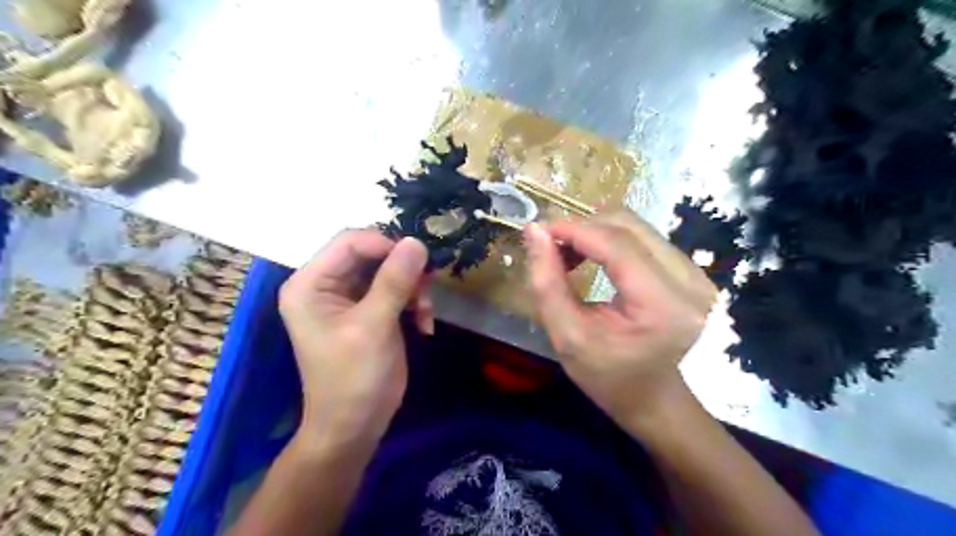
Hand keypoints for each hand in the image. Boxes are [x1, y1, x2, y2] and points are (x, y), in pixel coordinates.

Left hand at [280, 229, 432, 448]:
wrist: (355, 426)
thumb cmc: (354, 378)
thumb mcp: (374, 326)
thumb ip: (394, 281)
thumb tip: (416, 241)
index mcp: (310, 284)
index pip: (349, 242)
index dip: (385, 245)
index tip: (418, 262)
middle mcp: (325, 284)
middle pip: (370, 254)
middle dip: (403, 270)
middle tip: (426, 289)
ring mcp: (348, 298)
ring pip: (388, 270)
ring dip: (412, 287)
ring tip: (425, 312)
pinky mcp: (367, 311)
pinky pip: (395, 290)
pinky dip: (413, 302)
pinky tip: (424, 324)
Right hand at [521, 213, 716, 426]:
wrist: (655, 399)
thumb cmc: (608, 378)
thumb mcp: (567, 337)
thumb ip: (547, 283)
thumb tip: (534, 231)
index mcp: (663, 306)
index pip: (616, 245)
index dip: (573, 229)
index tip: (538, 230)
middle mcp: (689, 282)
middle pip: (628, 226)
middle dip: (582, 227)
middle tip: (551, 247)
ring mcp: (696, 273)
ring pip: (636, 226)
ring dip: (595, 232)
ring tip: (568, 255)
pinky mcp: (691, 271)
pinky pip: (644, 238)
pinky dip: (611, 240)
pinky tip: (592, 258)